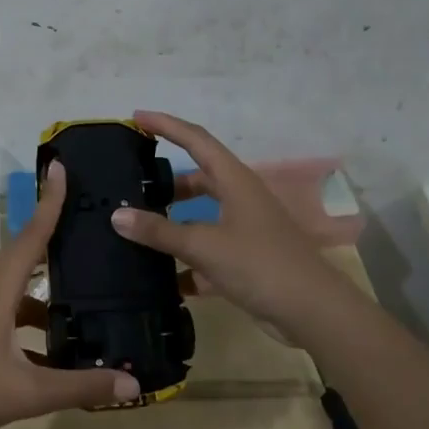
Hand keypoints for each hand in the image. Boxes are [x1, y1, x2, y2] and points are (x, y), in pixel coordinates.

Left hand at [0, 162, 139, 428]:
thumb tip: (133, 385)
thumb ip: (80, 386)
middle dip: (57, 232)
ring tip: (91, 285)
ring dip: (50, 282)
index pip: (32, 234)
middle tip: (93, 220)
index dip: (50, 201)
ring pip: (21, 285)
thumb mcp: (26, 393)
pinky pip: (13, 311)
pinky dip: (37, 317)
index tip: (62, 166)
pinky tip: (62, 344)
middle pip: (28, 252)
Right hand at [109, 110, 352, 334]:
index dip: (167, 125)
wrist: (312, 311)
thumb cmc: (260, 265)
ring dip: (172, 219)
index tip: (137, 117)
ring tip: (138, 225)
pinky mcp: (244, 258)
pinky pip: (206, 249)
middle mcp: (240, 198)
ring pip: (200, 214)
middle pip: (198, 177)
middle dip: (166, 179)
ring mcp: (244, 229)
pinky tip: (159, 275)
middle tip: (132, 181)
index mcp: (235, 181)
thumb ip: (160, 232)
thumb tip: (117, 215)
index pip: (196, 140)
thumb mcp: (204, 245)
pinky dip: (184, 257)